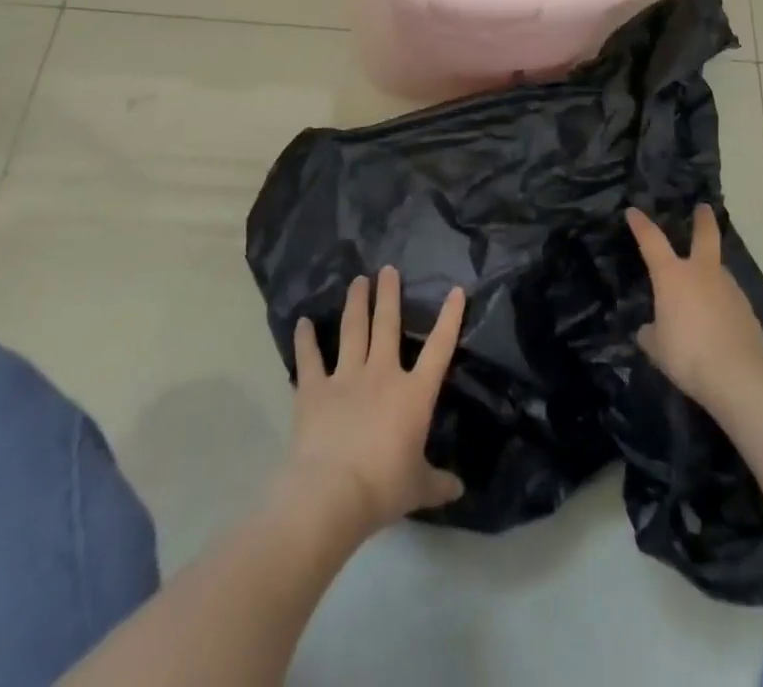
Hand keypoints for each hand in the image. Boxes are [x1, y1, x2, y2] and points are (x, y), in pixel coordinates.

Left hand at [285, 268, 466, 535]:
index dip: (450, 318)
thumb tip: (459, 489)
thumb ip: (438, 483)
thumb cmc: (383, 487)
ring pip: (354, 330)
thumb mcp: (418, 488)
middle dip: (389, 294)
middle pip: (388, 325)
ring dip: (356, 303)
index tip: (456, 290)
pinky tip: (303, 322)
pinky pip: (310, 359)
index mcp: (413, 393)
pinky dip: (306, 340)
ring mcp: (346, 377)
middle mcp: (382, 374)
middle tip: (388, 269)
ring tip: (358, 280)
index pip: (439, 348)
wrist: (331, 494)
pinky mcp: (315, 389)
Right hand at [627, 205, 762, 416]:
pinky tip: (718, 324)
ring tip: (702, 296)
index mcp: (672, 276)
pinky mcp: (747, 310)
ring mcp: (729, 288)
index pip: (651, 240)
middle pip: (705, 235)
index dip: (640, 224)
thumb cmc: (688, 354)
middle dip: (703, 220)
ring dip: (711, 275)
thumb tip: (650, 329)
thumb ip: (651, 334)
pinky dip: (721, 305)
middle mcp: (702, 273)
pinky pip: (729, 299)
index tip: (633, 211)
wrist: (739, 376)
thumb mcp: (657, 348)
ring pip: (718, 272)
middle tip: (704, 208)